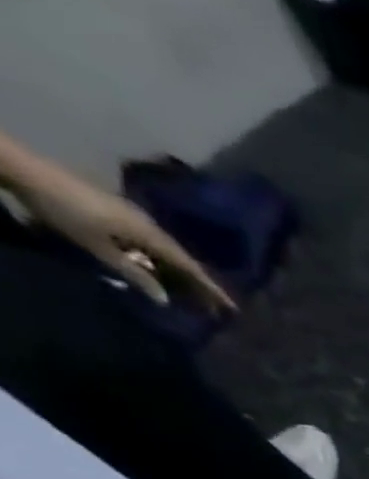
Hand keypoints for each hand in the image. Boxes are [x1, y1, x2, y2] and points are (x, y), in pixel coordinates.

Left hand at [14, 158, 235, 312]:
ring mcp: (133, 216)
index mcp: (150, 235)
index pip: (191, 267)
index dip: (212, 289)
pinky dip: (161, 259)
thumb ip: (134, 274)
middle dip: (200, 283)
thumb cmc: (65, 211)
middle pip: (182, 259)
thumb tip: (164, 299)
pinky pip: (150, 242)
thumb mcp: (99, 248)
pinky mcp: (118, 212)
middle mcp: (149, 225)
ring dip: (180, 271)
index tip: (232, 308)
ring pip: (166, 250)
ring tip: (190, 291)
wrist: (25, 170)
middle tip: (214, 305)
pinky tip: (159, 268)